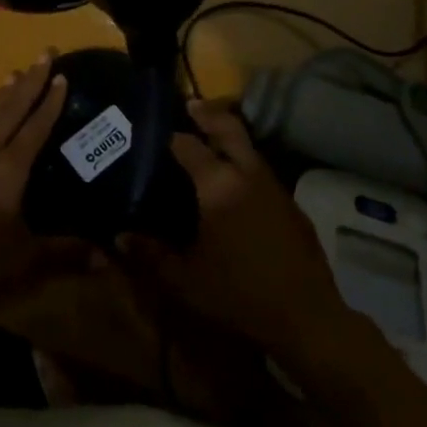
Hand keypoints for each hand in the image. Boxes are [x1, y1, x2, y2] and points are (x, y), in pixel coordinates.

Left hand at [0, 54, 89, 309]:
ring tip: (14, 73)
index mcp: (9, 169)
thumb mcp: (24, 258)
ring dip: (5, 94)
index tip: (62, 74)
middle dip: (31, 81)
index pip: (35, 127)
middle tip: (44, 52)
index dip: (51, 102)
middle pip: (12, 109)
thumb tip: (107, 258)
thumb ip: (65, 254)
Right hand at [119, 98, 346, 356]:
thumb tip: (119, 236)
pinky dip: (244, 165)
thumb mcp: (185, 279)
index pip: (188, 144)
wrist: (307, 318)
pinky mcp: (291, 204)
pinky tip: (234, 185)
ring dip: (228, 137)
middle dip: (207, 114)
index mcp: (218, 186)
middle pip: (228, 127)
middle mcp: (247, 175)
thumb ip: (151, 254)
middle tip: (187, 108)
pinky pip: (261, 171)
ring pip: (248, 147)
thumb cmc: (239, 295)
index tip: (151, 130)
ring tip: (206, 143)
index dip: (169, 134)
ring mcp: (274, 187)